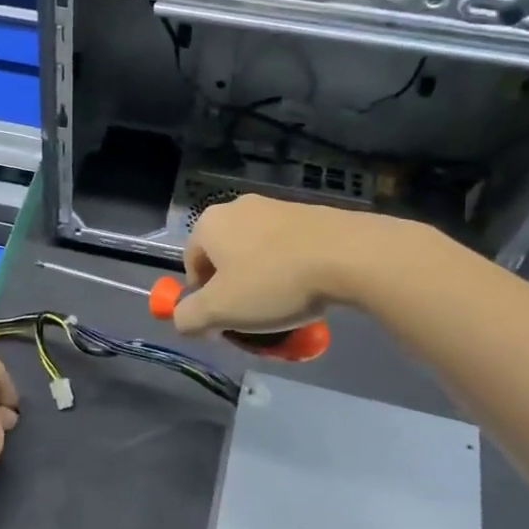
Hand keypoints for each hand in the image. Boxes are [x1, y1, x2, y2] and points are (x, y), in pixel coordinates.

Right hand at [174, 195, 382, 336]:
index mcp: (209, 224)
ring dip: (262, 280)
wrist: (348, 254)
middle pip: (224, 257)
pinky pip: (286, 247)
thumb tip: (181, 319)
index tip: (224, 322)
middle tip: (251, 317)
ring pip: (256, 253)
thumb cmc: (273, 281)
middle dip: (233, 289)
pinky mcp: (309, 213)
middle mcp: (237, 207)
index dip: (202, 298)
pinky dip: (289, 269)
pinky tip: (307, 289)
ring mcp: (276, 206)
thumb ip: (189, 317)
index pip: (191, 264)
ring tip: (283, 305)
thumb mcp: (221, 310)